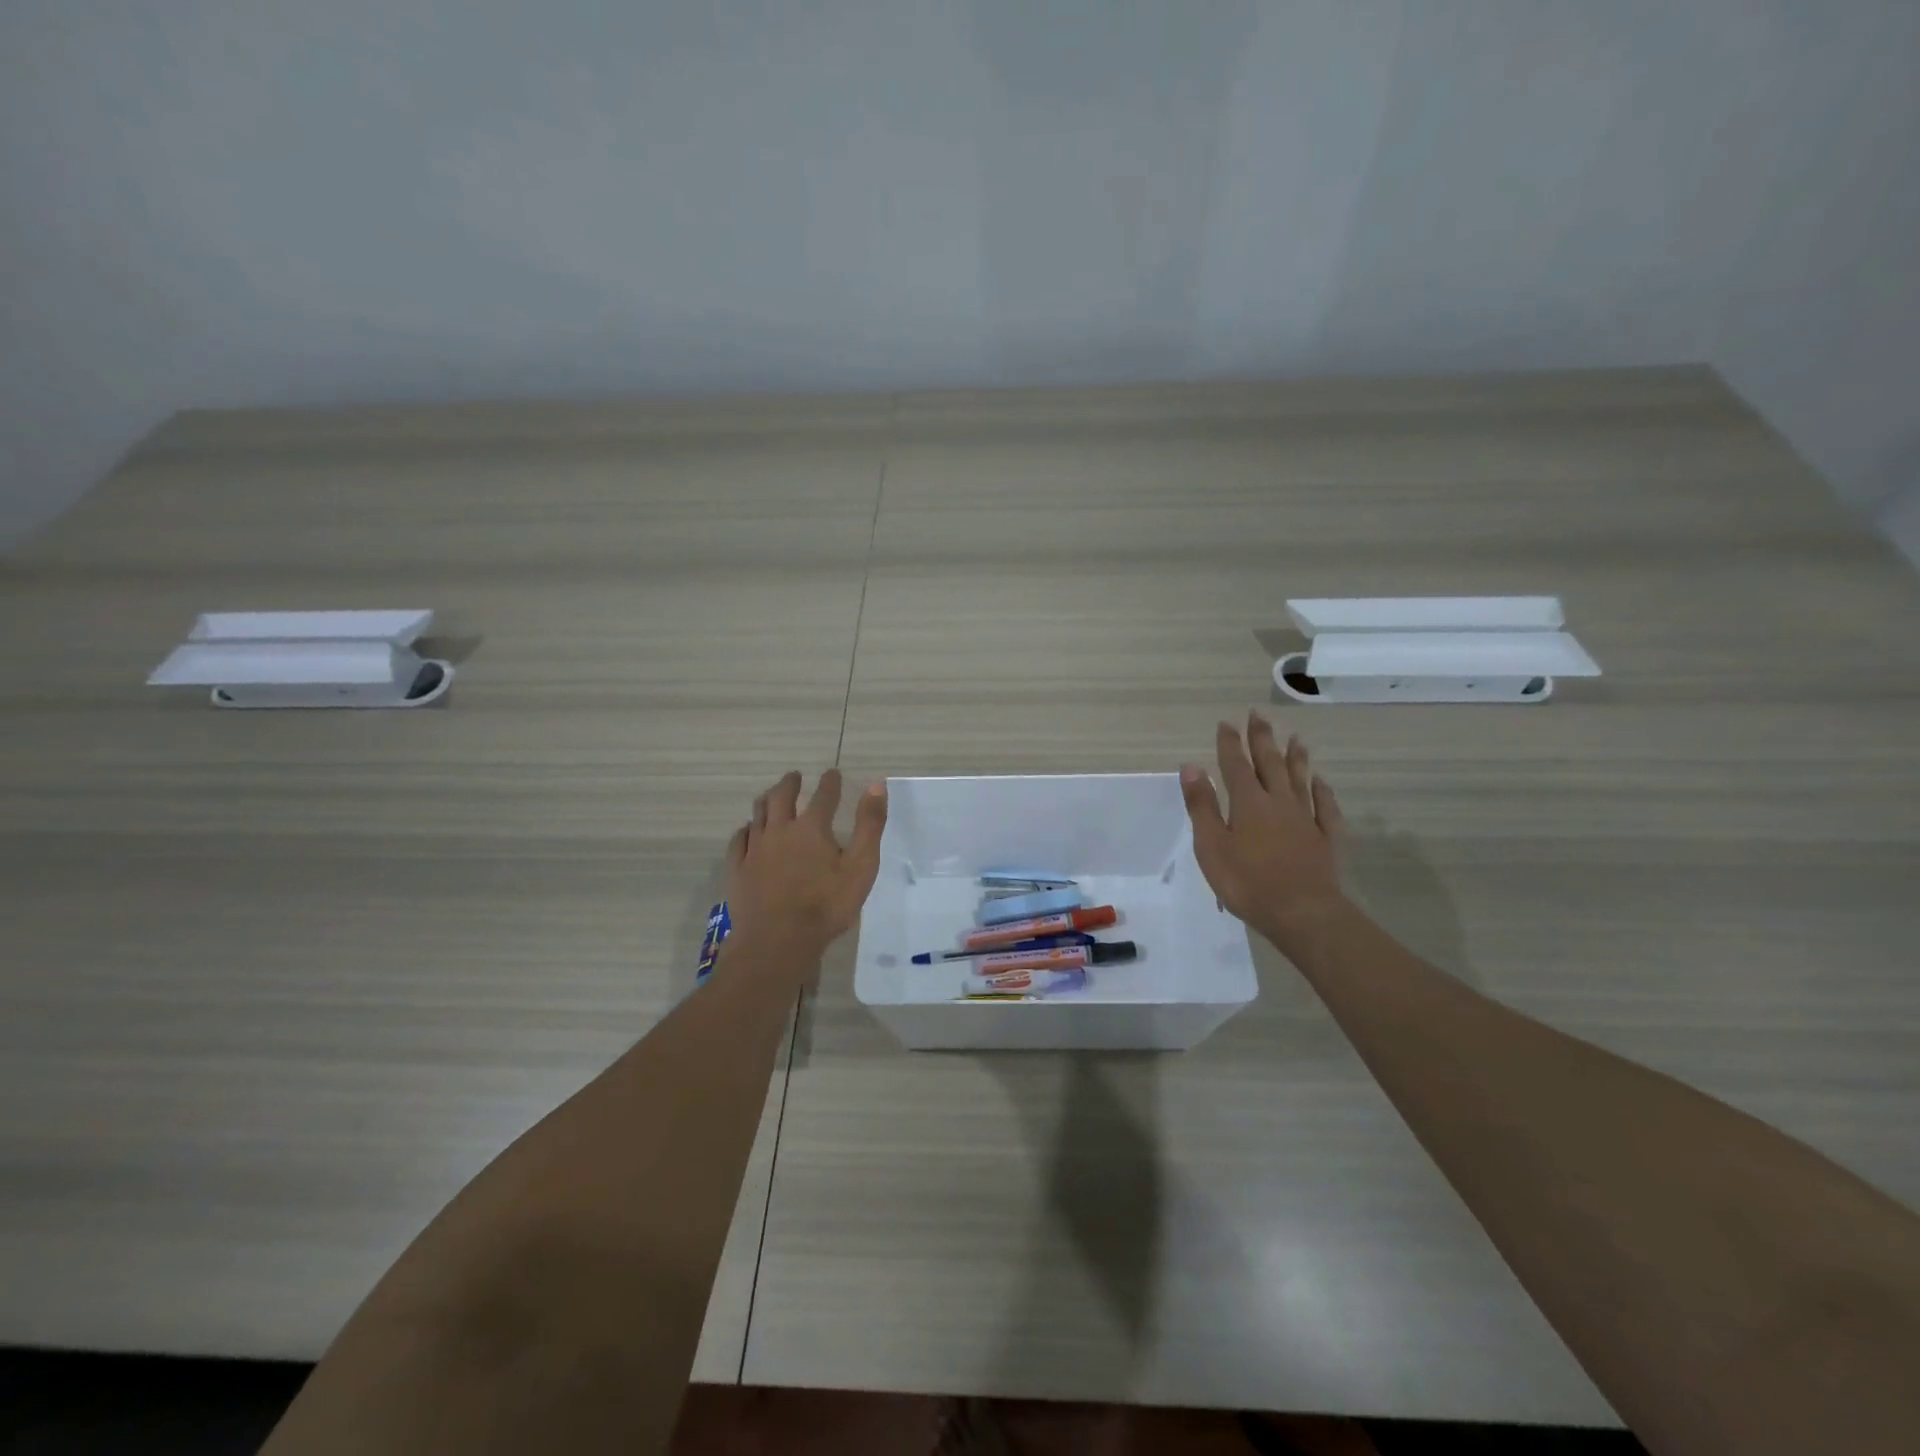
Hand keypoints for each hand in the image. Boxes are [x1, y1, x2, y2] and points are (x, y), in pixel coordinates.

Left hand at [723, 769, 887, 961]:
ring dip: (766, 800)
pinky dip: (745, 829)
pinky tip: (747, 831)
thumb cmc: (826, 906)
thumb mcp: (861, 866)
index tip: (833, 773)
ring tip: (771, 795)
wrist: (778, 941)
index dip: (830, 782)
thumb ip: (869, 825)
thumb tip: (876, 785)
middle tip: (794, 776)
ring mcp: (755, 849)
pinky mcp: (738, 869)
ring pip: (758, 814)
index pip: (823, 795)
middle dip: (790, 783)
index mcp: (812, 828)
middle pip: (782, 797)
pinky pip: (738, 840)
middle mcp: (780, 830)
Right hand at [1181, 713, 1346, 950]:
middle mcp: (1279, 802)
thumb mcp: (1212, 846)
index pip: (1236, 765)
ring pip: (1300, 780)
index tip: (1226, 722)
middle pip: (1270, 764)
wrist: (1303, 913)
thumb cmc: (1247, 882)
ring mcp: (1306, 819)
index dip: (1230, 743)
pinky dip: (1322, 791)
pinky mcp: (1326, 838)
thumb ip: (1202, 805)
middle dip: (1262, 739)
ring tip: (1295, 738)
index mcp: (1248, 803)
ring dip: (1296, 758)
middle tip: (1259, 715)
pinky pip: (1325, 807)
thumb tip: (1192, 766)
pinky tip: (1321, 782)